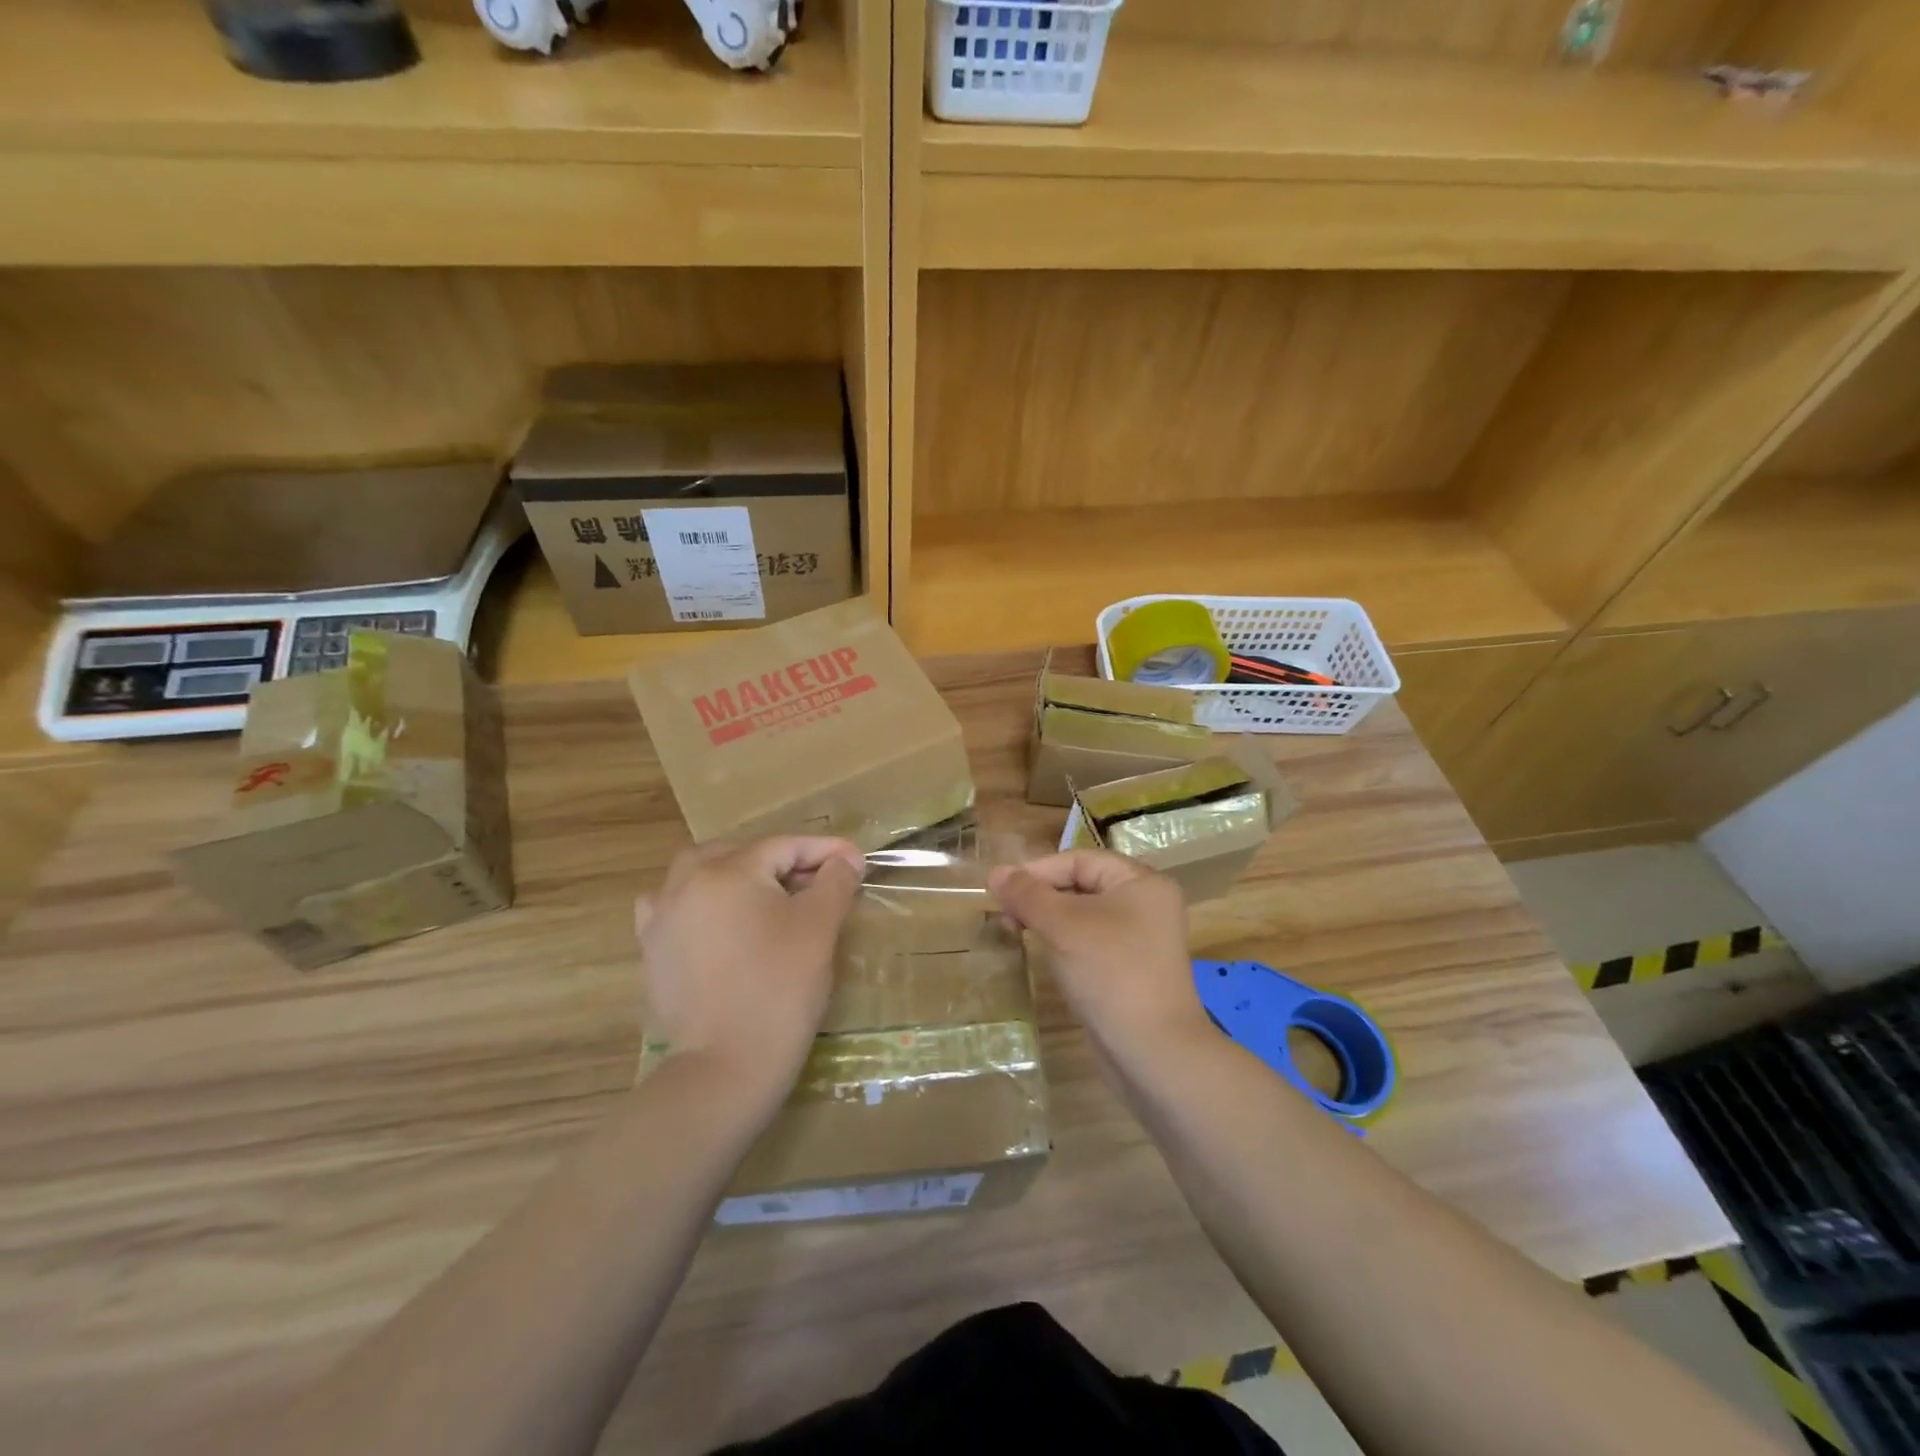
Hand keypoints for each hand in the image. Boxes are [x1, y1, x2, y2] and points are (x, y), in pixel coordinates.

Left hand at [634, 837, 863, 1101]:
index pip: (784, 846)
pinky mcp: (654, 950)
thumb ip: (835, 882)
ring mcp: (662, 916)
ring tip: (771, 896)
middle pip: (741, 854)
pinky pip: (677, 906)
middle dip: (782, 861)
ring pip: (704, 874)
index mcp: (727, 871)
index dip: (824, 851)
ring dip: (739, 876)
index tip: (857, 861)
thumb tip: (845, 859)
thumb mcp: (819, 927)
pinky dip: (702, 902)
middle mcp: (686, 883)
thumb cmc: (780, 988)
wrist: (726, 1065)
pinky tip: (719, 919)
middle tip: (819, 881)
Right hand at [989, 851, 1211, 1063]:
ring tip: (1015, 930)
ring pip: (1083, 914)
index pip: (1080, 860)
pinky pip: (1090, 941)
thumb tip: (995, 872)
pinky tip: (1042, 952)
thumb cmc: (1110, 973)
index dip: (1038, 870)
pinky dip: (1064, 941)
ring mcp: (1140, 939)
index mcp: (1141, 882)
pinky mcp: (1130, 969)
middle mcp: (1146, 904)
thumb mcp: (1063, 926)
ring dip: (1048, 918)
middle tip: (1004, 913)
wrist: (1153, 1052)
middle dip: (1040, 895)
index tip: (1000, 889)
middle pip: (1082, 884)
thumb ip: (1028, 895)